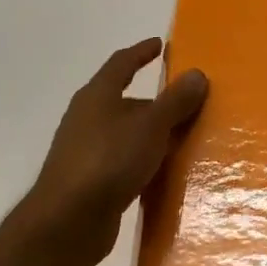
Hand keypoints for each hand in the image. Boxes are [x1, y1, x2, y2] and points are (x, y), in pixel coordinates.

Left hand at [15, 38, 208, 265]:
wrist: (68, 220)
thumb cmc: (109, 160)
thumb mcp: (150, 126)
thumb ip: (175, 101)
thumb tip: (197, 74)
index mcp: (97, 96)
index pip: (121, 63)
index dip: (141, 52)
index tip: (160, 45)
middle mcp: (88, 118)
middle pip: (125, 101)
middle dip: (155, 101)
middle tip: (187, 102)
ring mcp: (87, 151)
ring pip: (126, 133)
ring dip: (152, 134)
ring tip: (184, 138)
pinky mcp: (91, 180)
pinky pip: (125, 161)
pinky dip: (145, 160)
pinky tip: (164, 171)